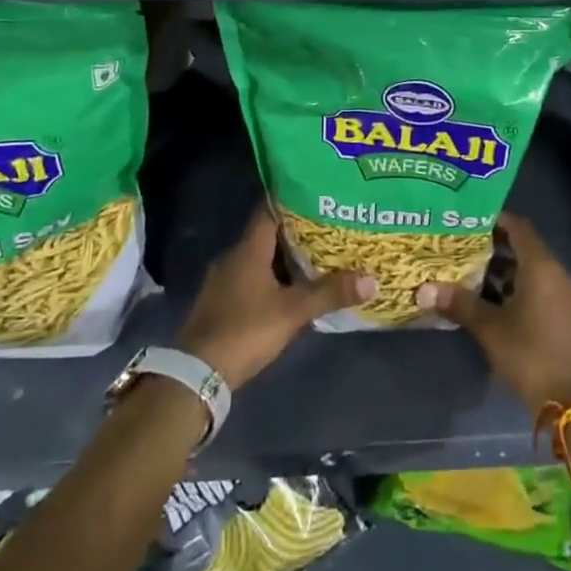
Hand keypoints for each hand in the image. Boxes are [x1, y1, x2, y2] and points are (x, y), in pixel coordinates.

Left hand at [179, 203, 375, 389]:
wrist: (198, 374)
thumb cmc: (246, 330)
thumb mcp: (293, 312)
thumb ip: (330, 294)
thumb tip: (371, 279)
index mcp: (247, 250)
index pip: (269, 211)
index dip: (292, 201)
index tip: (317, 196)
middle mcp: (233, 257)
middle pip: (267, 235)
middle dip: (295, 232)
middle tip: (327, 228)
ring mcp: (223, 281)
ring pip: (259, 259)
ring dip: (283, 258)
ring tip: (316, 257)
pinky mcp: (221, 303)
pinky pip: (250, 279)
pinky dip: (271, 279)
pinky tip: (290, 289)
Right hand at [416, 212, 570, 410]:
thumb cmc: (531, 354)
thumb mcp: (490, 328)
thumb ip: (460, 304)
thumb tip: (424, 289)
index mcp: (540, 266)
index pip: (518, 226)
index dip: (494, 219)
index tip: (466, 219)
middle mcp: (554, 273)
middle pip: (522, 246)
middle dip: (491, 245)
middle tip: (459, 245)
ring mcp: (561, 295)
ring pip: (528, 269)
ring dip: (501, 269)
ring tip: (467, 271)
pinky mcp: (562, 315)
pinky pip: (535, 287)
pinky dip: (513, 287)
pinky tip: (488, 300)